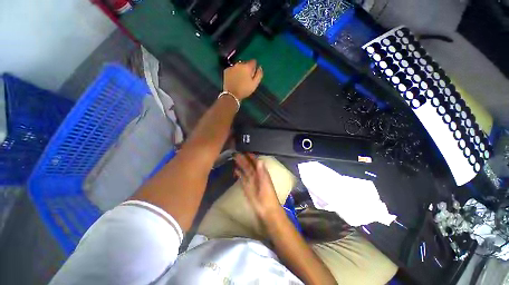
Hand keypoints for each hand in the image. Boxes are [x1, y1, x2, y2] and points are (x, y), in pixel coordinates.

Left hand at [223, 60, 262, 99]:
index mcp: (247, 67)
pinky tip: (234, 79)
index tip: (253, 73)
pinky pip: (232, 69)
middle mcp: (239, 64)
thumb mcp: (255, 84)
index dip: (254, 67)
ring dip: (240, 70)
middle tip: (246, 78)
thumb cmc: (244, 90)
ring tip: (240, 79)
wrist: (231, 95)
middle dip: (246, 69)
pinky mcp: (226, 71)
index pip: (253, 61)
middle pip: (245, 64)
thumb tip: (260, 67)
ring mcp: (232, 67)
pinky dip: (234, 72)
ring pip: (238, 66)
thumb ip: (259, 74)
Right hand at [234, 154, 283, 222]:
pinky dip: (239, 173)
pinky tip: (235, 170)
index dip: (251, 157)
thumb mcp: (265, 181)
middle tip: (237, 153)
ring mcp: (250, 180)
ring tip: (234, 158)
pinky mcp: (246, 186)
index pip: (256, 162)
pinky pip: (242, 178)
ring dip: (240, 165)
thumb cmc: (268, 194)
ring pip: (245, 170)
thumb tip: (259, 160)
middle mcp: (256, 175)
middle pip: (248, 165)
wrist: (266, 208)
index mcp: (261, 172)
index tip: (246, 151)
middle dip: (243, 159)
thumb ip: (262, 171)